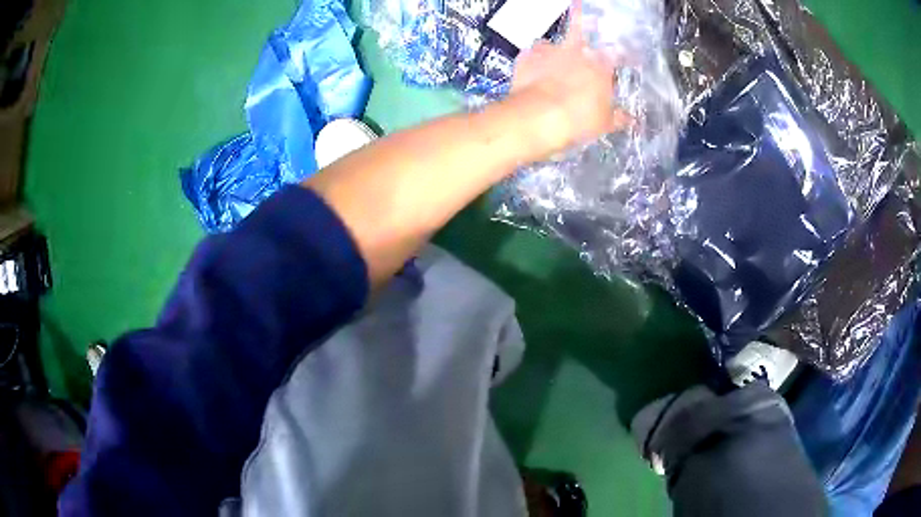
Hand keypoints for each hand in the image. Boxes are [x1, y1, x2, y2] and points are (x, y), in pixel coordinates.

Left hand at [507, 0, 629, 157]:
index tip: (617, 53)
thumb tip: (630, 119)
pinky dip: (532, 60)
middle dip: (582, 20)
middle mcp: (576, 52)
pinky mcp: (526, 57)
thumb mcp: (604, 123)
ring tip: (550, 59)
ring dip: (553, 49)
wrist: (538, 117)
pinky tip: (531, 70)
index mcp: (600, 66)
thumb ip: (618, 117)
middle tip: (583, 14)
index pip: (614, 52)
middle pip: (580, 28)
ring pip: (553, 42)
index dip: (616, 51)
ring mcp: (549, 51)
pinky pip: (530, 54)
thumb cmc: (578, 120)